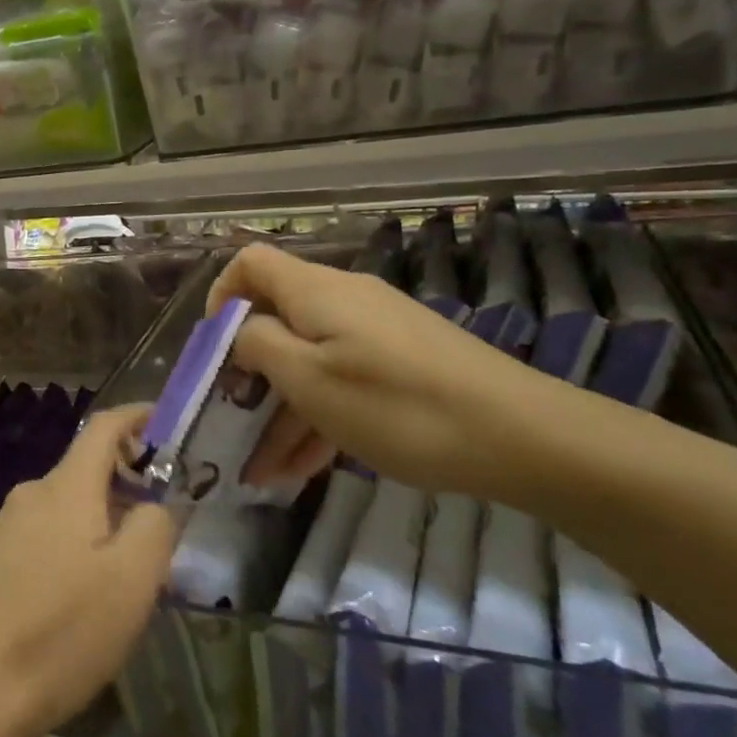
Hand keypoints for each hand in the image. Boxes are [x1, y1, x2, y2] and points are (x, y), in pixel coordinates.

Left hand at [0, 407, 177, 736]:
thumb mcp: (131, 582)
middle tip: (160, 534)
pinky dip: (74, 552)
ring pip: (67, 511)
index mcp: (66, 488)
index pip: (103, 427)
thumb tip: (153, 504)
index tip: (165, 423)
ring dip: (101, 527)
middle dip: (126, 488)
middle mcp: (31, 496)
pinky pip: (44, 541)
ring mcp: (3, 531)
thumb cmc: (58, 632)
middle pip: (86, 472)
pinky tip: (80, 606)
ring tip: (126, 581)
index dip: (136, 416)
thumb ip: (154, 528)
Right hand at [208, 243, 548, 497]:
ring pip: (310, 361)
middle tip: (233, 424)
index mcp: (314, 292)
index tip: (214, 350)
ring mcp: (376, 332)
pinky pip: (343, 379)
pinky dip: (320, 416)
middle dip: (249, 374)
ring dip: (282, 411)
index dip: (221, 296)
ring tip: (264, 473)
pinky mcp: (402, 362)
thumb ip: (259, 346)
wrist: (522, 436)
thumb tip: (240, 330)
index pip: (249, 263)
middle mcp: (342, 300)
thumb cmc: (397, 405)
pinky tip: (306, 470)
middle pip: (277, 320)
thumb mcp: (310, 380)